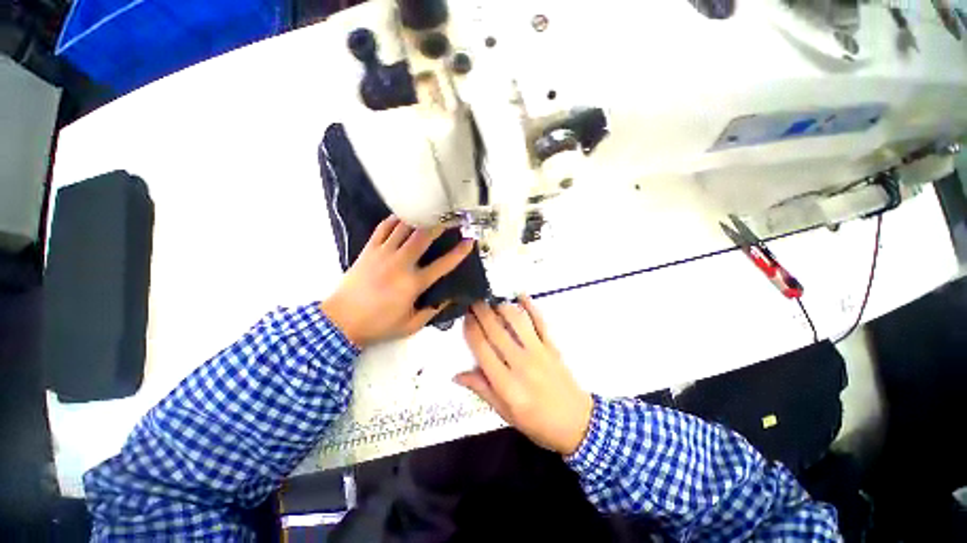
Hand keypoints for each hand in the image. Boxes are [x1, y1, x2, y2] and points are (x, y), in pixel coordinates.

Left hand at [321, 216, 474, 347]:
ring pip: (404, 227)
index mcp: (413, 284)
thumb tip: (447, 299)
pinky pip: (384, 227)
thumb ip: (430, 312)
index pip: (442, 264)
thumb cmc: (377, 325)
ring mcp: (383, 253)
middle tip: (452, 218)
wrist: (343, 319)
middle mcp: (401, 264)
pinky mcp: (369, 249)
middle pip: (424, 236)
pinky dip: (395, 220)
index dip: (459, 252)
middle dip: (441, 224)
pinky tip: (403, 218)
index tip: (470, 242)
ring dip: (419, 218)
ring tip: (429, 213)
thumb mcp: (409, 326)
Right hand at [456, 297, 592, 455]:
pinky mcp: (553, 348)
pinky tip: (520, 296)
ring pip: (517, 321)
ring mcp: (539, 353)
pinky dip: (531, 307)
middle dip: (482, 312)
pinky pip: (540, 323)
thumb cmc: (538, 424)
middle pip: (496, 331)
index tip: (463, 317)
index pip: (481, 348)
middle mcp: (520, 363)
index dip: (470, 329)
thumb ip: (483, 390)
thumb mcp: (505, 414)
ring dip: (502, 307)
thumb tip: (458, 376)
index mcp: (505, 383)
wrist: (576, 423)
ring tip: (491, 300)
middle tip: (471, 300)